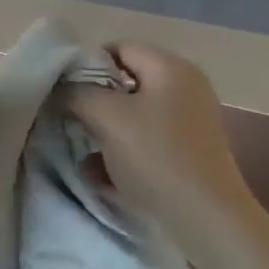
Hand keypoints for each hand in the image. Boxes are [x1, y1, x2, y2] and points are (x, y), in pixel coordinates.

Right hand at [65, 44, 253, 236]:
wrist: (207, 220)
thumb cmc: (157, 157)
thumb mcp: (108, 118)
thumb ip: (77, 94)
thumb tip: (62, 88)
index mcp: (170, 68)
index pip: (119, 47)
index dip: (86, 64)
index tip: (63, 91)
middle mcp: (184, 88)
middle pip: (125, 83)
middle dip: (93, 102)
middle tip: (68, 121)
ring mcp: (189, 122)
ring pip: (132, 116)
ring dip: (104, 132)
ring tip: (82, 152)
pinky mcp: (187, 153)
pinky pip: (145, 142)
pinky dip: (122, 154)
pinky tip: (101, 176)